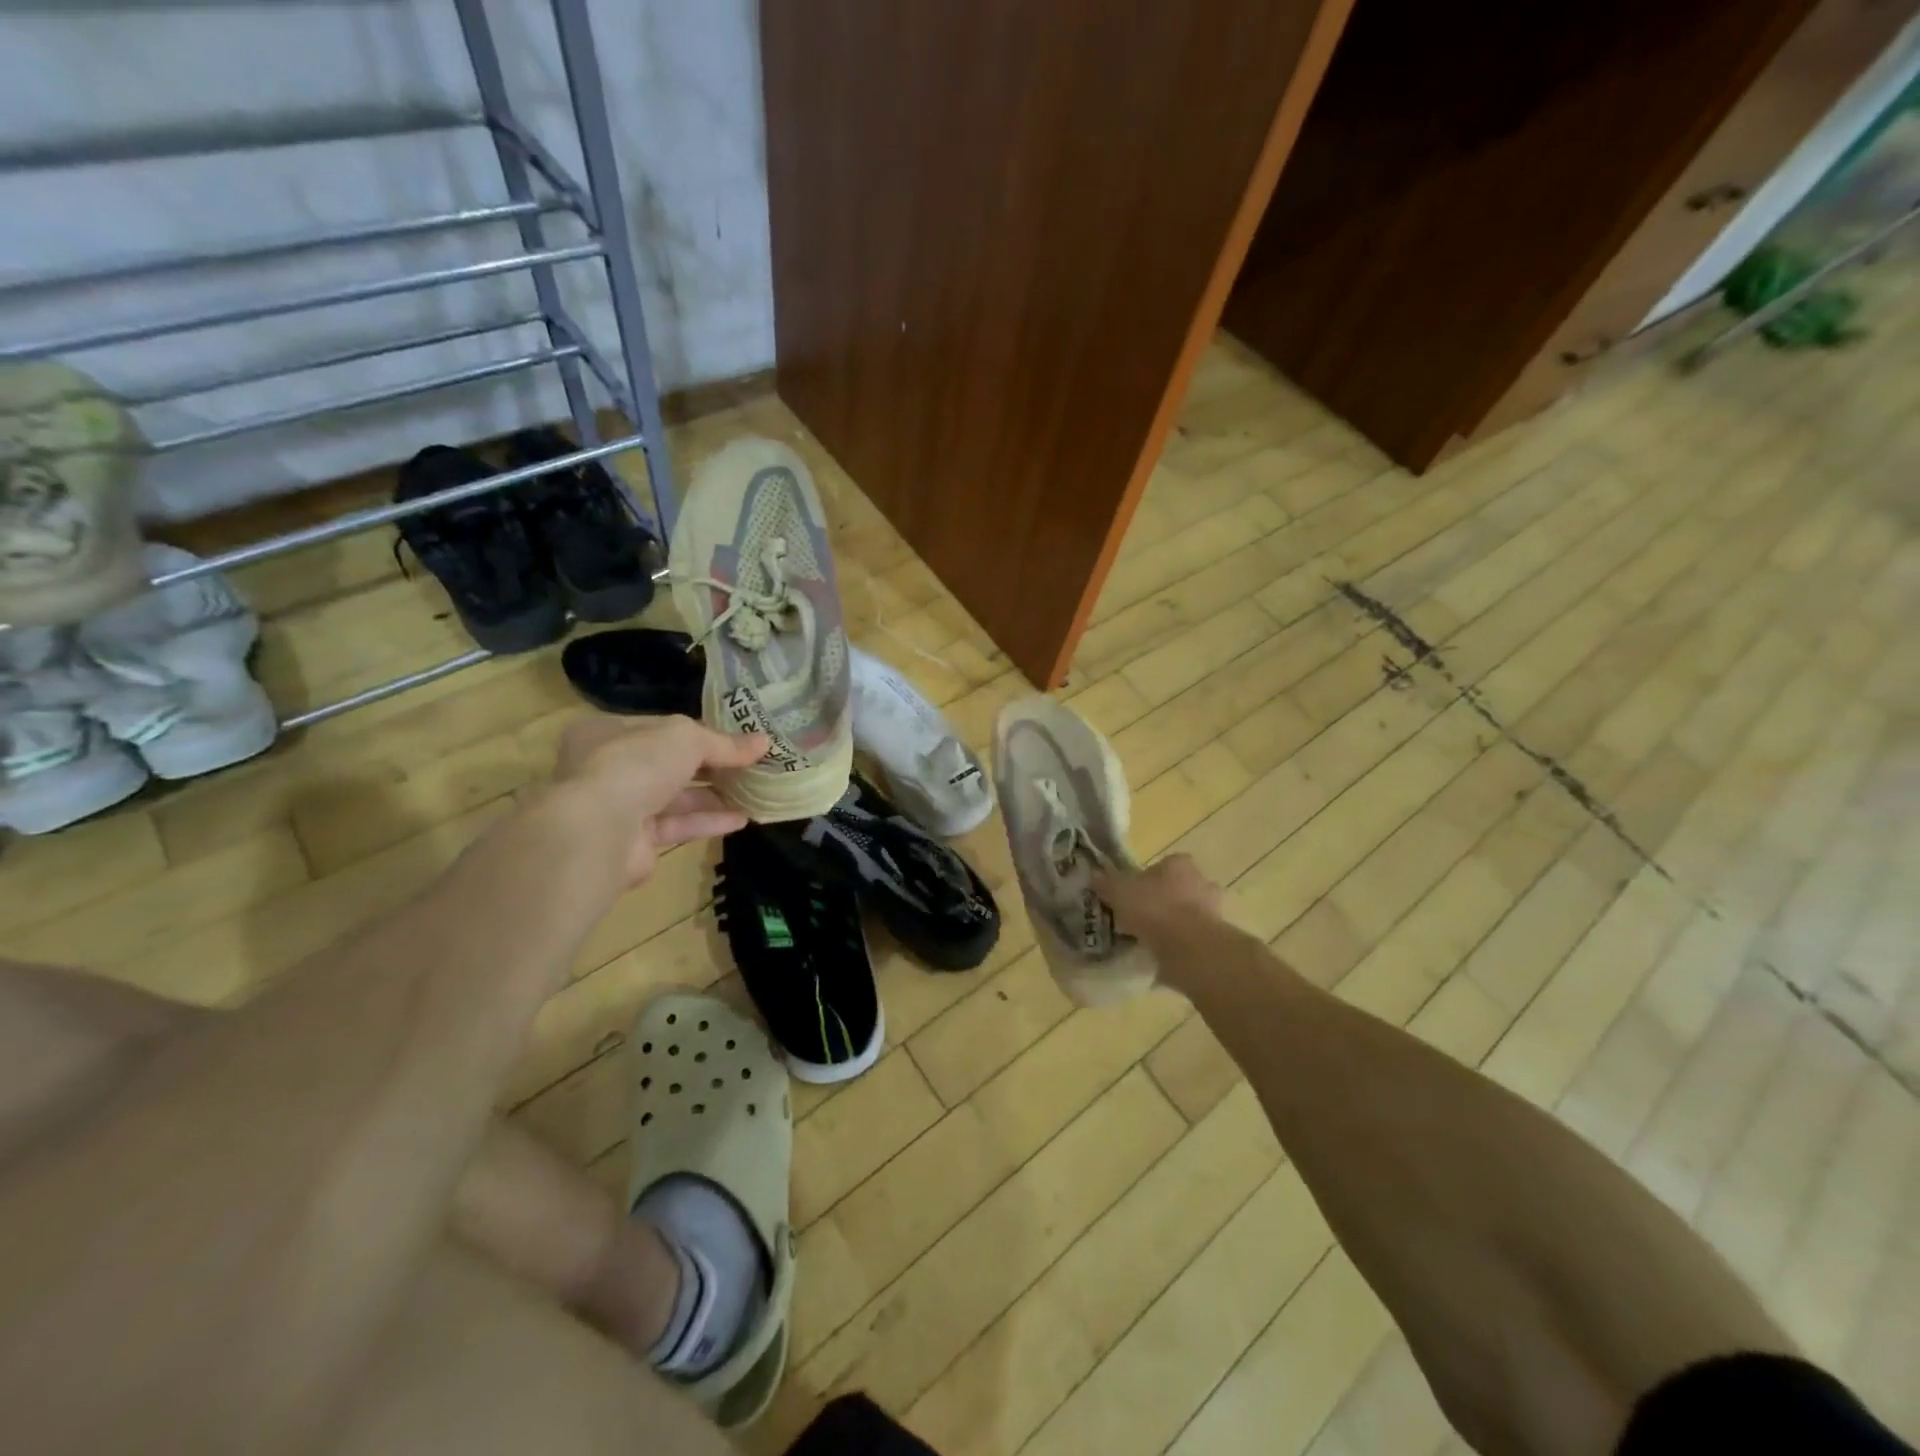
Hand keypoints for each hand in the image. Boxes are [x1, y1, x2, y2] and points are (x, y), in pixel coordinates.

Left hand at [549, 714, 767, 883]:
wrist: (598, 832)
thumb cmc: (635, 765)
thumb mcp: (686, 738)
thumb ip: (724, 743)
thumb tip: (764, 742)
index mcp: (607, 732)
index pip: (660, 728)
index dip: (700, 732)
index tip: (736, 739)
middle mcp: (607, 767)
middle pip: (668, 763)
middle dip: (710, 766)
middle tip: (750, 767)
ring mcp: (618, 806)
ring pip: (674, 797)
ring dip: (714, 796)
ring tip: (754, 793)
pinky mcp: (633, 841)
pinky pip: (676, 826)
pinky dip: (708, 821)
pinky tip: (741, 819)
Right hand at [1093, 854, 1223, 944]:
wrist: (1190, 948)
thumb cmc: (1154, 909)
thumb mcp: (1119, 891)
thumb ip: (1106, 883)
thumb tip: (1094, 876)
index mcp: (1179, 864)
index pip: (1163, 865)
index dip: (1146, 878)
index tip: (1132, 894)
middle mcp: (1202, 882)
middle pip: (1178, 888)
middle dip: (1163, 900)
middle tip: (1140, 917)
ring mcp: (1213, 911)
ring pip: (1188, 913)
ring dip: (1173, 924)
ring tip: (1149, 939)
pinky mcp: (1216, 939)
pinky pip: (1192, 938)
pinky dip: (1180, 944)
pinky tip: (1162, 955)